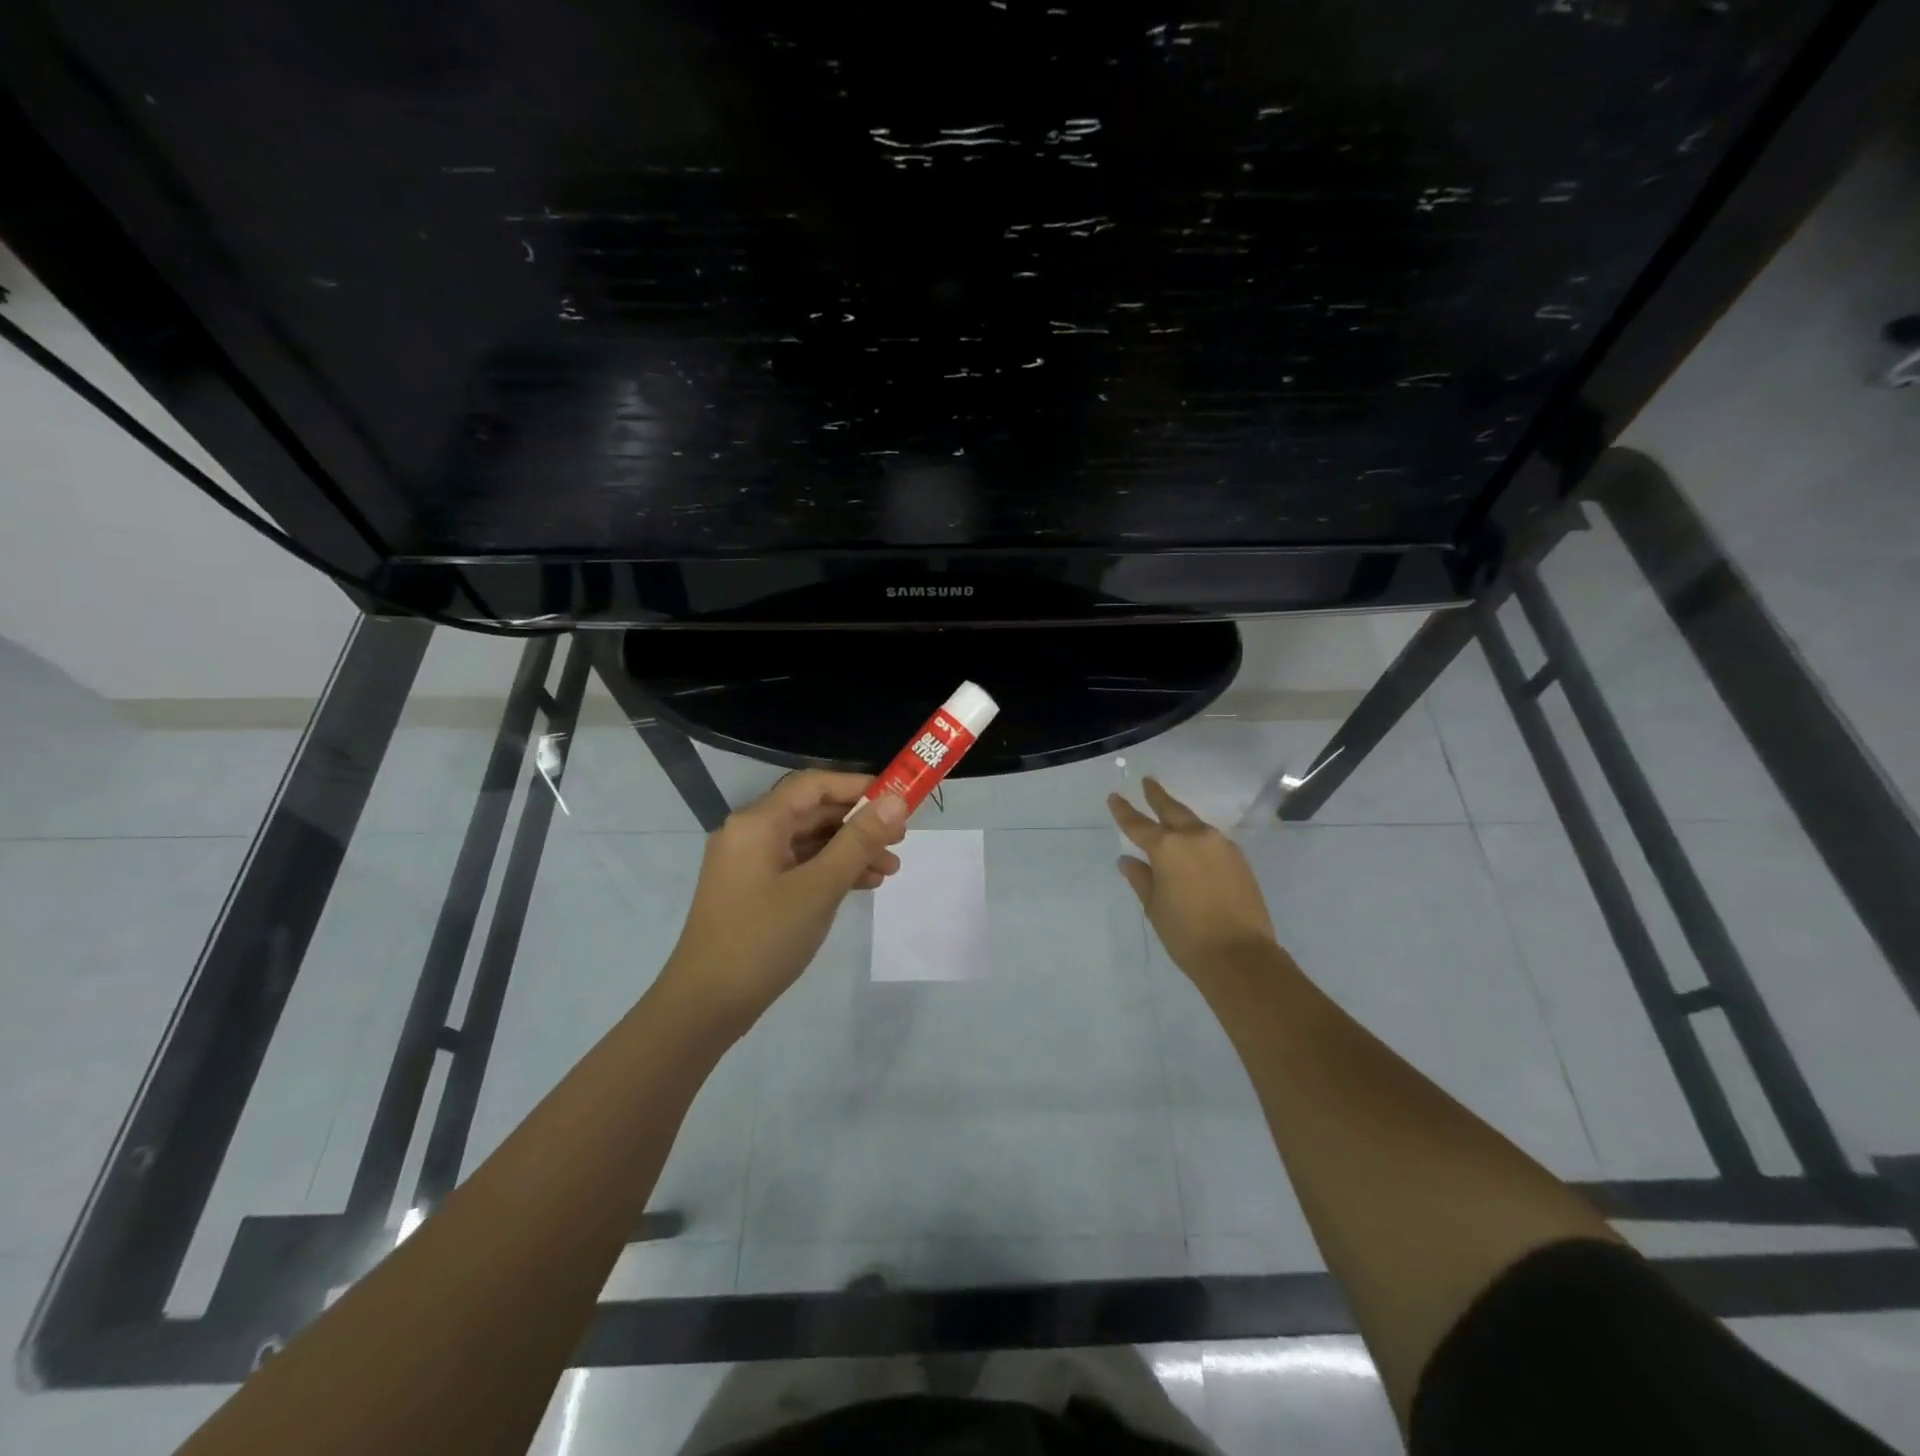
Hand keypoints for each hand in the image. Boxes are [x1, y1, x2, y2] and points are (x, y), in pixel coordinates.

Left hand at [662, 771, 907, 1029]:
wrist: (706, 1005)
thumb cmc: (763, 939)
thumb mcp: (819, 887)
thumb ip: (859, 841)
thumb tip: (896, 801)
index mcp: (758, 822)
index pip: (815, 784)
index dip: (859, 786)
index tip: (899, 798)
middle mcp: (751, 833)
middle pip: (813, 812)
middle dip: (859, 823)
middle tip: (902, 838)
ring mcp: (751, 863)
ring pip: (810, 841)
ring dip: (850, 850)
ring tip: (891, 868)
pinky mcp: (755, 889)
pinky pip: (800, 866)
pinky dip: (831, 870)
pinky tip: (864, 884)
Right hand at [1109, 777, 1277, 978]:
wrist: (1239, 955)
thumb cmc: (1186, 934)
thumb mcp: (1154, 907)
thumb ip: (1140, 878)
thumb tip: (1128, 860)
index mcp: (1167, 848)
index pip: (1138, 824)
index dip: (1124, 810)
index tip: (1114, 797)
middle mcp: (1194, 837)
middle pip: (1172, 810)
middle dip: (1157, 796)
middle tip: (1148, 782)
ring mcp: (1221, 846)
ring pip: (1194, 823)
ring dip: (1180, 817)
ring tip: (1169, 814)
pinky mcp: (1239, 859)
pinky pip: (1212, 840)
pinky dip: (1198, 837)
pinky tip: (1194, 845)